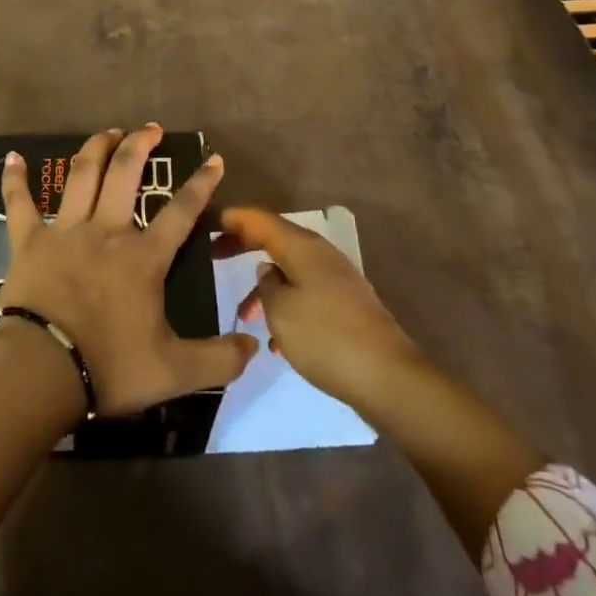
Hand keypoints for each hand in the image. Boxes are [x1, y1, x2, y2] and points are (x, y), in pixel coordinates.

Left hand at [0, 126, 255, 416]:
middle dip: (140, 145)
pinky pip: (19, 203)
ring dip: (95, 148)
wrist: (40, 371)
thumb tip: (254, 349)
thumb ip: (218, 359)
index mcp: (143, 256)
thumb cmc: (108, 366)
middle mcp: (106, 231)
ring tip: (108, 131)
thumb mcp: (174, 372)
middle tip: (150, 128)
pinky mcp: (28, 241)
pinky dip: (15, 180)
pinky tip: (12, 158)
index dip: (201, 183)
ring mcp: (65, 231)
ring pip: (82, 175)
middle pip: (125, 173)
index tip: (213, 158)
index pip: (181, 211)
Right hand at [217, 207, 425, 418]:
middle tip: (213, 255)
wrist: (387, 377)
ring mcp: (337, 279)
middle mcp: (321, 254)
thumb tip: (268, 270)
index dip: (234, 218)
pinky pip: (306, 293)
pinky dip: (286, 306)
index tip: (208, 222)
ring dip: (265, 286)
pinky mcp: (346, 305)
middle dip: (245, 246)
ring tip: (244, 317)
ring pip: (290, 270)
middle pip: (276, 240)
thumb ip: (266, 284)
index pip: (261, 219)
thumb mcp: (280, 311)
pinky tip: (277, 341)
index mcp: (303, 247)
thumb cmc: (326, 338)